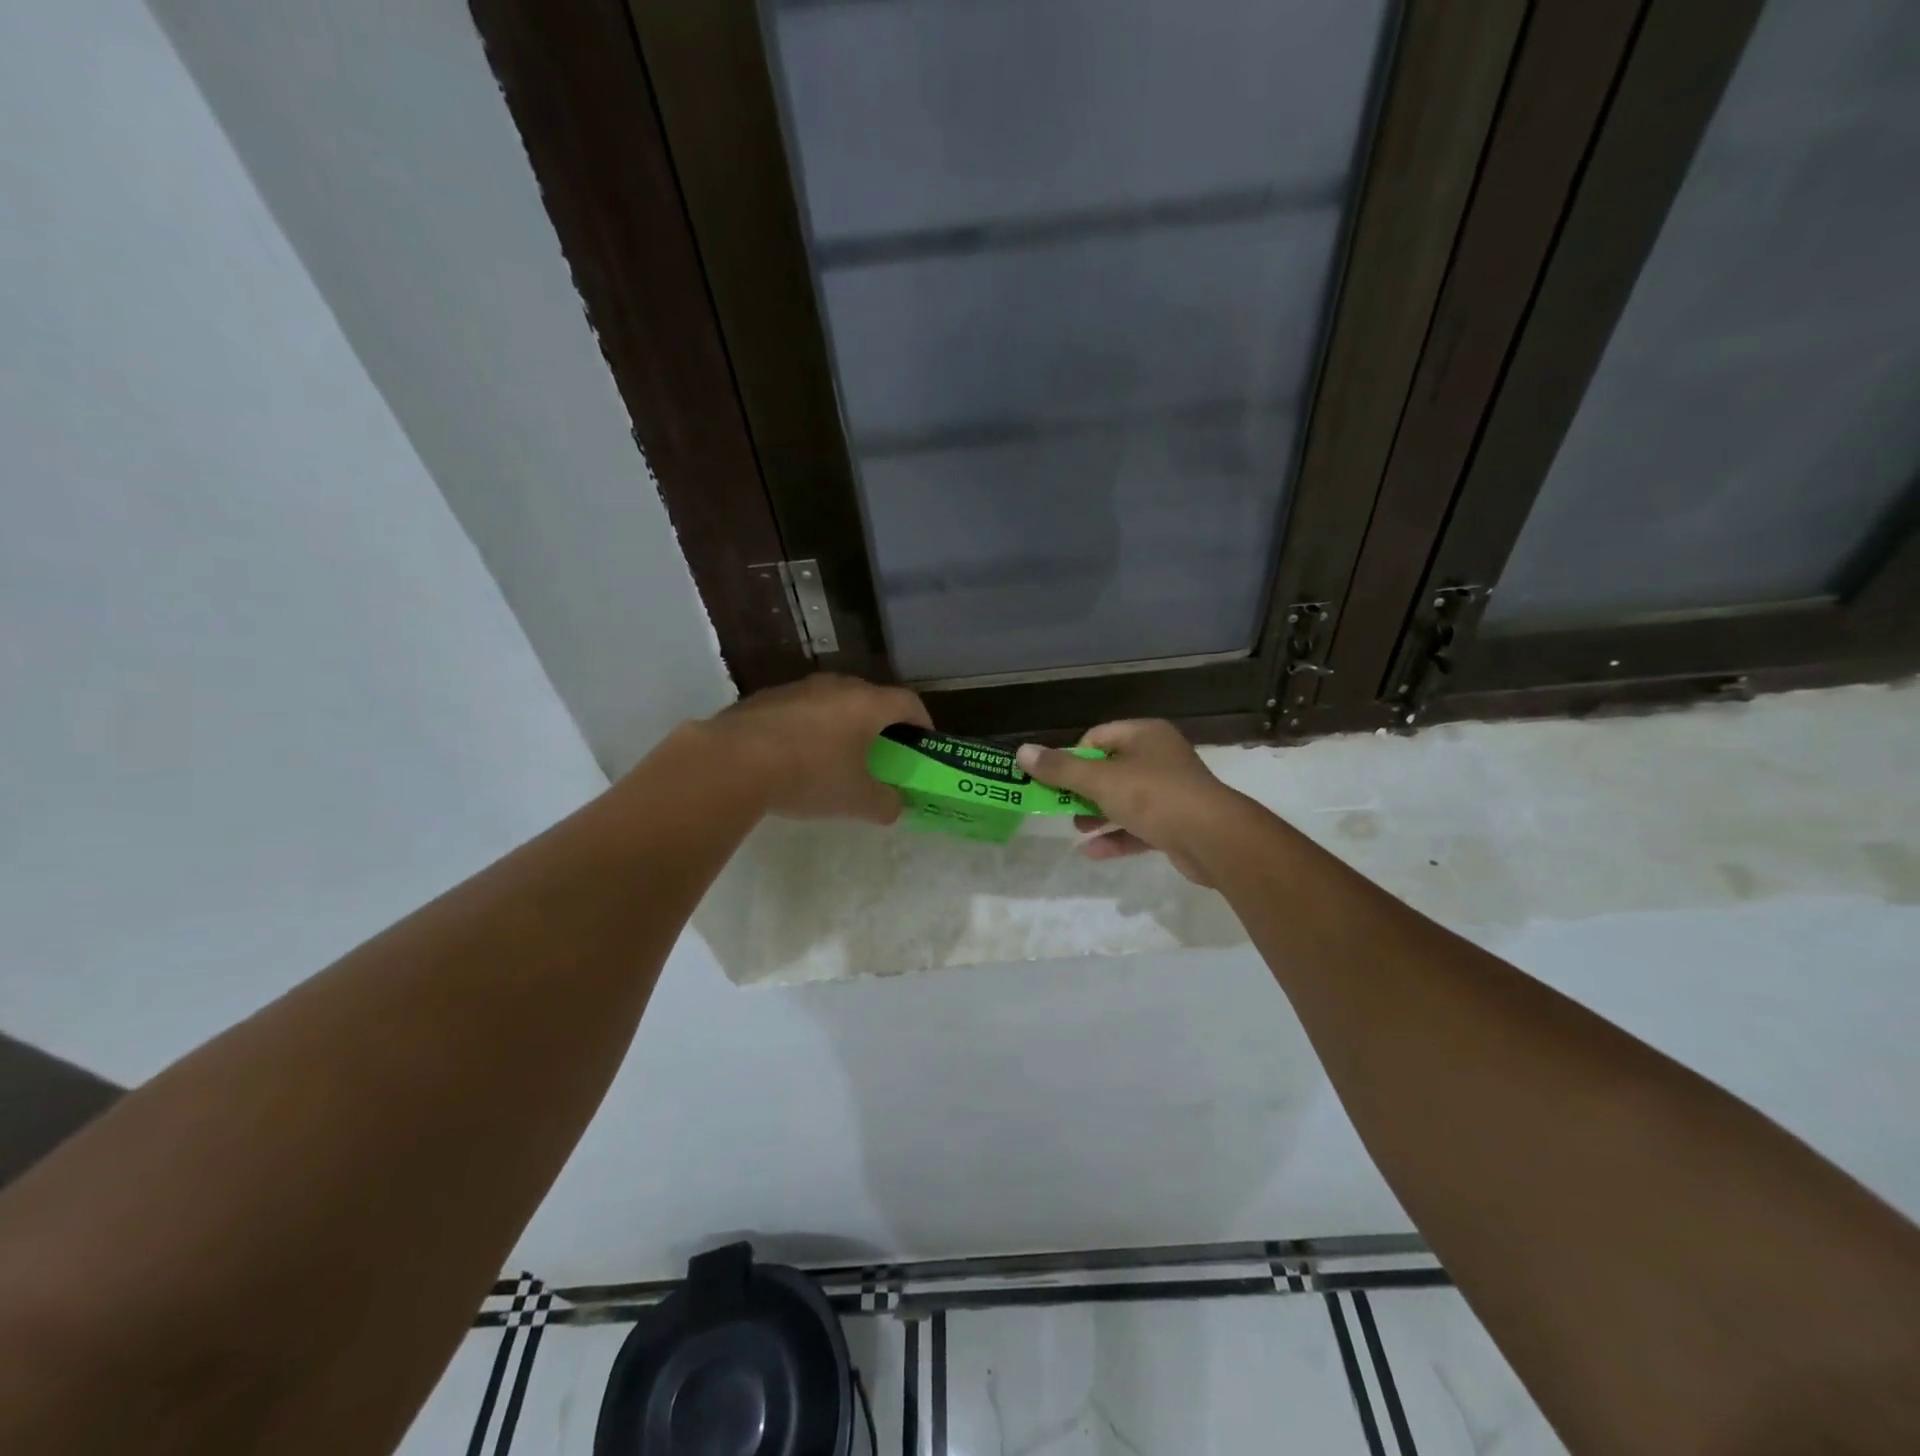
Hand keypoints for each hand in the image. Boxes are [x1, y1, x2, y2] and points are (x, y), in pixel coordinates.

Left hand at [702, 673, 931, 823]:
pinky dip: (809, 728)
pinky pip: (801, 710)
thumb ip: (884, 803)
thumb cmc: (810, 775)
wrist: (732, 761)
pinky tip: (796, 756)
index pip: (908, 703)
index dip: (922, 722)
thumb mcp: (856, 800)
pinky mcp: (765, 698)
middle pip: (870, 698)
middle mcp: (836, 686)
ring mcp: (798, 688)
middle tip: (882, 752)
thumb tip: (895, 806)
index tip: (923, 742)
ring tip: (837, 755)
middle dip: (881, 724)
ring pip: (832, 702)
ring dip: (842, 724)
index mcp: (867, 704)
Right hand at [1015, 721, 1245, 885]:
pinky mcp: (1177, 824)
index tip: (1057, 779)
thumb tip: (1022, 753)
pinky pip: (1139, 826)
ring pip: (1124, 800)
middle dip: (1082, 790)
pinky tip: (1092, 852)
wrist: (1214, 839)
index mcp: (1145, 735)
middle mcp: (1160, 758)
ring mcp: (1171, 792)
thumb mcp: (1100, 780)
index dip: (1073, 756)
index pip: (1098, 736)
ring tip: (1076, 830)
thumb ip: (1060, 768)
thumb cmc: (1154, 796)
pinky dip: (1116, 836)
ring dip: (1097, 815)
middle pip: (1110, 769)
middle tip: (1061, 807)